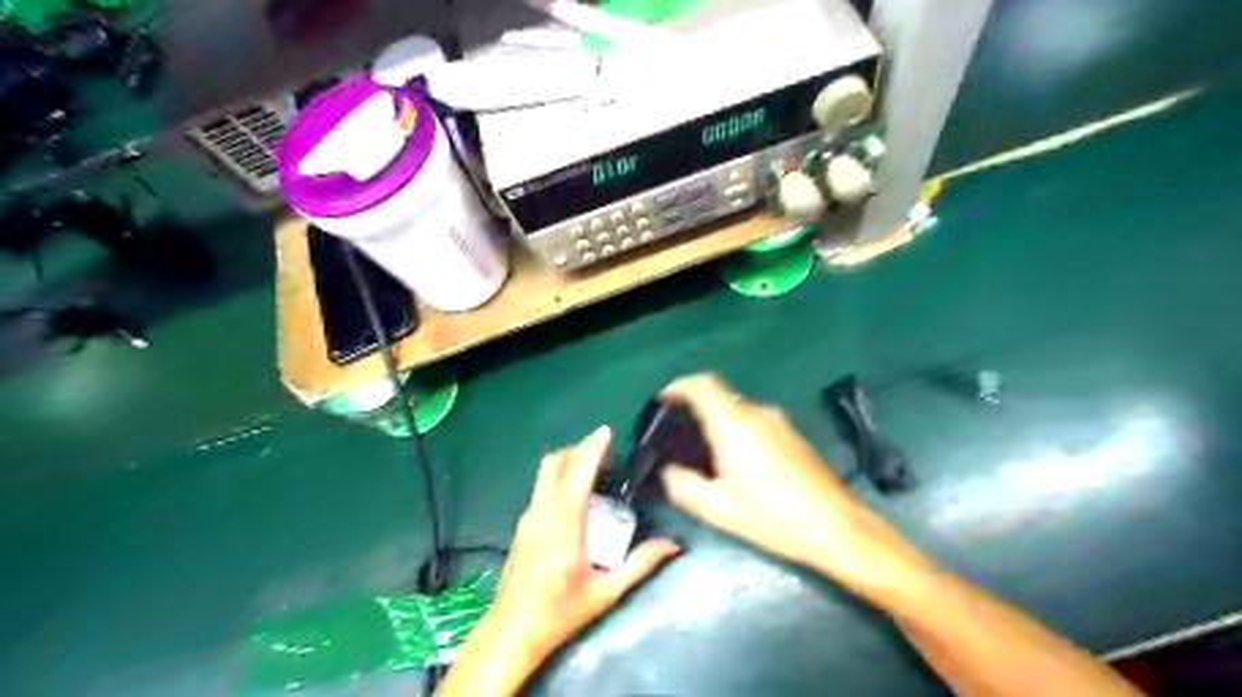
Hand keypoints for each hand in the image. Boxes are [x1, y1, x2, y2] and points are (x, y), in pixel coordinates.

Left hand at [491, 427, 678, 660]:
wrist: (511, 632)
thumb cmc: (560, 614)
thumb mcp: (605, 594)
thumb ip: (640, 565)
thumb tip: (672, 545)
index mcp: (564, 529)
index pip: (576, 476)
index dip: (591, 449)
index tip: (606, 432)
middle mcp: (541, 515)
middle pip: (554, 464)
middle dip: (579, 450)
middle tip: (606, 454)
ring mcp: (527, 518)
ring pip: (545, 474)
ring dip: (569, 463)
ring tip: (596, 472)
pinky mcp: (522, 525)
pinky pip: (542, 489)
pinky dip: (561, 479)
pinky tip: (578, 499)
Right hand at [659, 377, 930, 599]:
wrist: (837, 527)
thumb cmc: (771, 516)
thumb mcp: (716, 508)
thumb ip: (682, 484)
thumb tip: (669, 470)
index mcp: (734, 423)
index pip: (702, 384)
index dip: (679, 386)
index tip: (664, 401)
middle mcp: (757, 413)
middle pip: (719, 399)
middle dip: (697, 414)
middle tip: (681, 442)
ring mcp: (779, 422)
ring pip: (738, 413)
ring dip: (720, 427)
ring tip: (708, 460)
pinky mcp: (794, 436)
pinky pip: (756, 424)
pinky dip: (739, 434)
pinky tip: (740, 467)